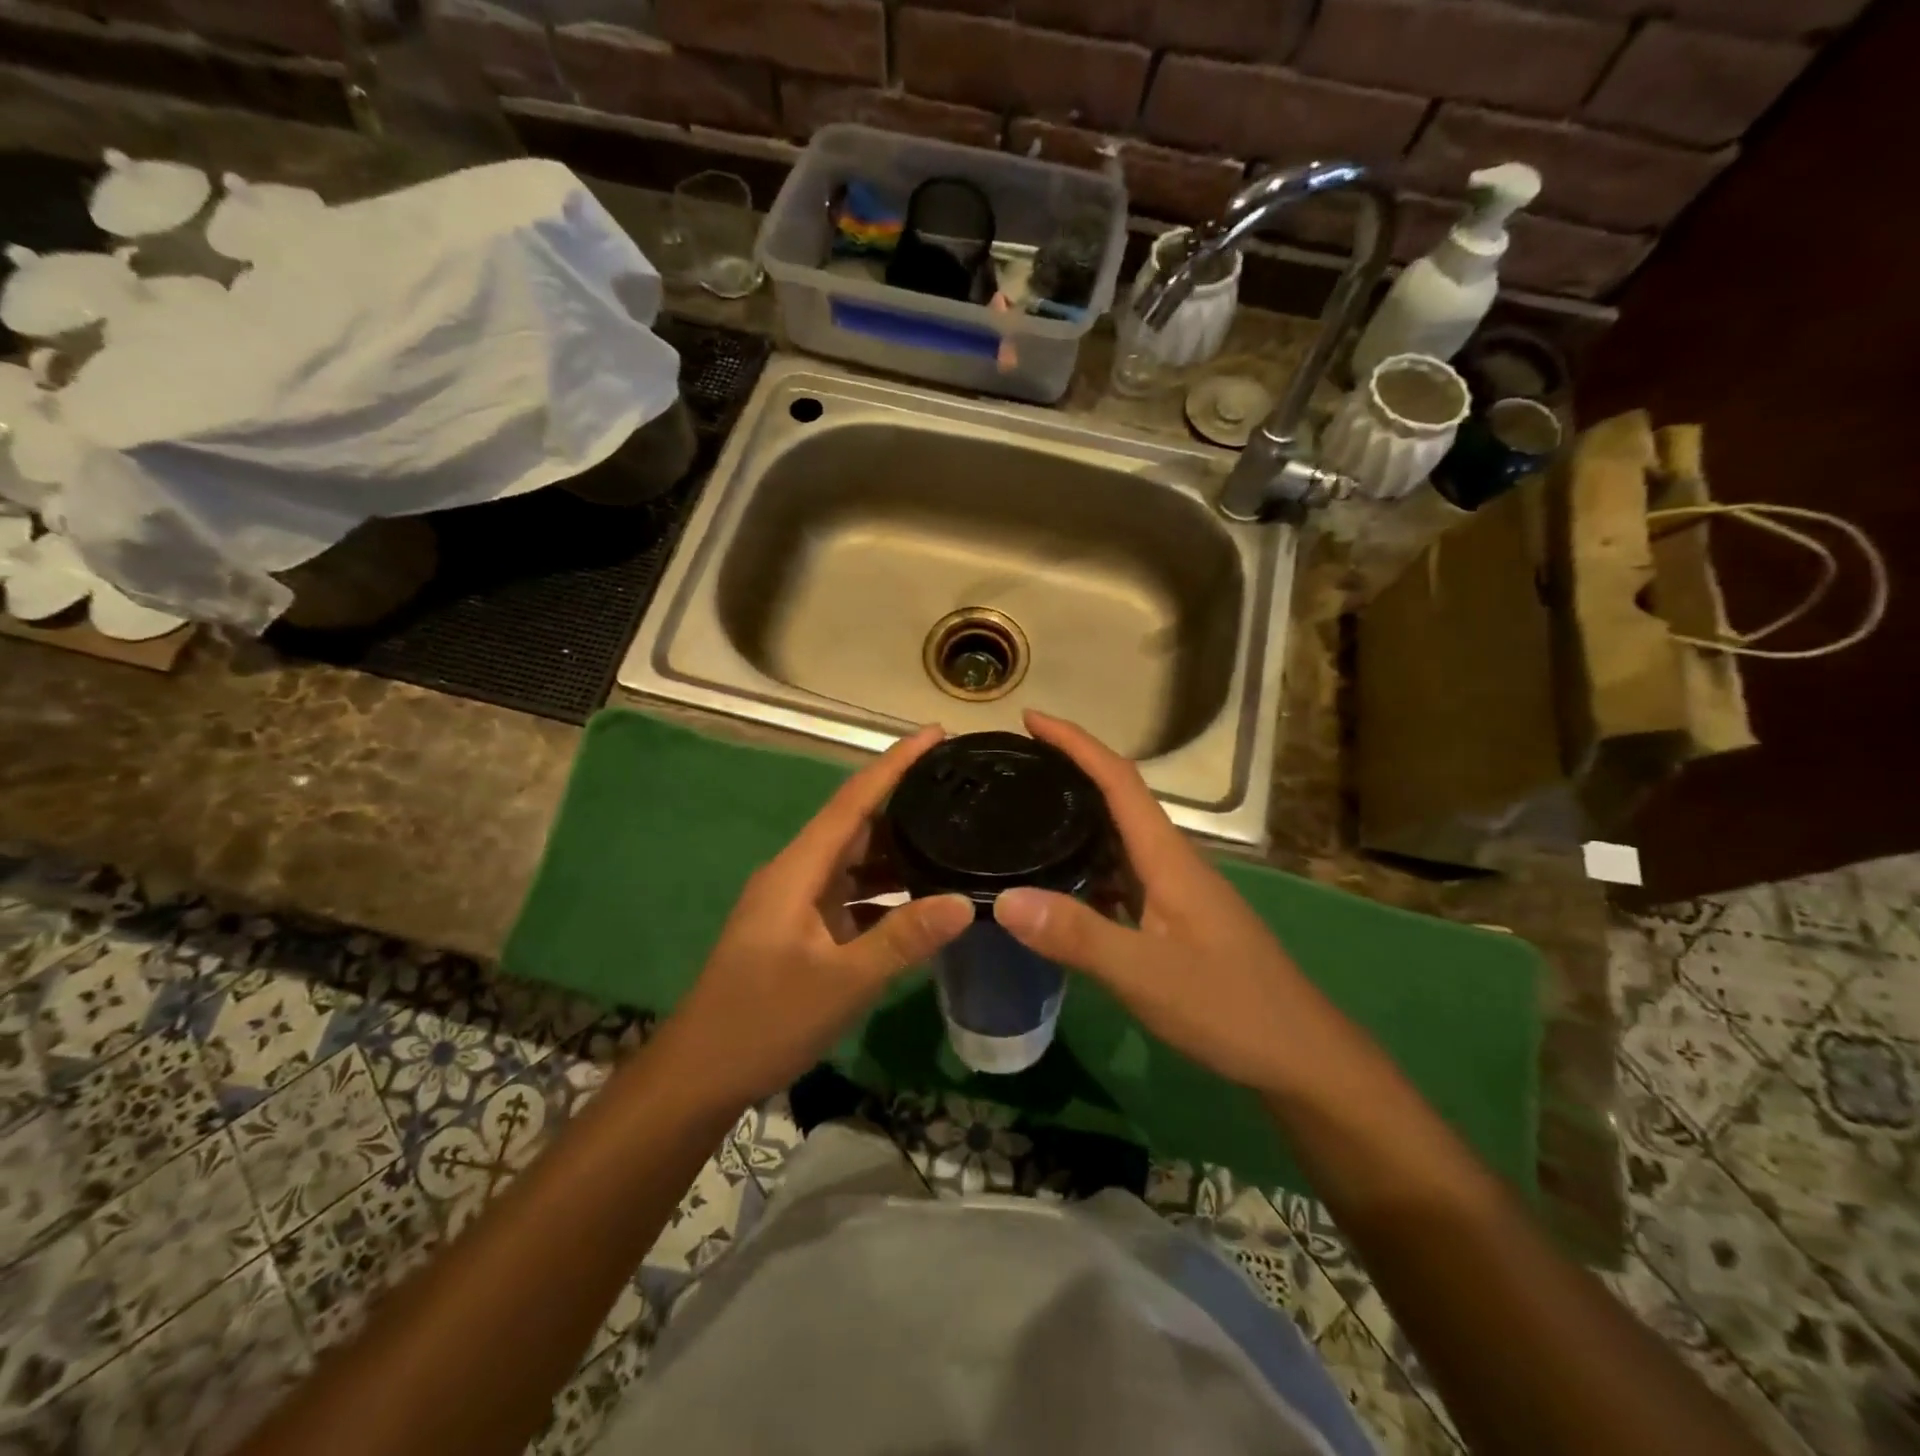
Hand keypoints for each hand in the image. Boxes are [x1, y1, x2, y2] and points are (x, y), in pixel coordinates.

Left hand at [665, 725, 973, 1108]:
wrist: (700, 1074)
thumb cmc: (765, 1020)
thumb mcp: (843, 981)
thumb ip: (904, 938)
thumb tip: (965, 902)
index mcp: (798, 869)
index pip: (853, 800)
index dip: (894, 763)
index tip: (935, 734)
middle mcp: (797, 874)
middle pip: (856, 825)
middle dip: (904, 804)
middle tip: (960, 791)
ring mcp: (797, 903)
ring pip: (855, 862)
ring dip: (898, 853)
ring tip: (953, 840)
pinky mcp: (801, 930)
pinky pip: (851, 895)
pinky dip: (885, 893)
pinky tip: (921, 901)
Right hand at [992, 710, 1313, 1097]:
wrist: (1301, 1057)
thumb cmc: (1230, 1007)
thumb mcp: (1146, 975)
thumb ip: (1078, 936)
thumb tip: (1004, 899)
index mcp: (1168, 857)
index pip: (1119, 779)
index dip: (1075, 742)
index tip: (1031, 719)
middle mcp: (1171, 863)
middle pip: (1117, 800)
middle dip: (1069, 771)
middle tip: (1014, 768)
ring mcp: (1176, 893)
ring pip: (1118, 840)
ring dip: (1076, 819)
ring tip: (1023, 816)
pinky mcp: (1175, 922)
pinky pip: (1121, 877)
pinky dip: (1087, 867)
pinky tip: (1059, 886)